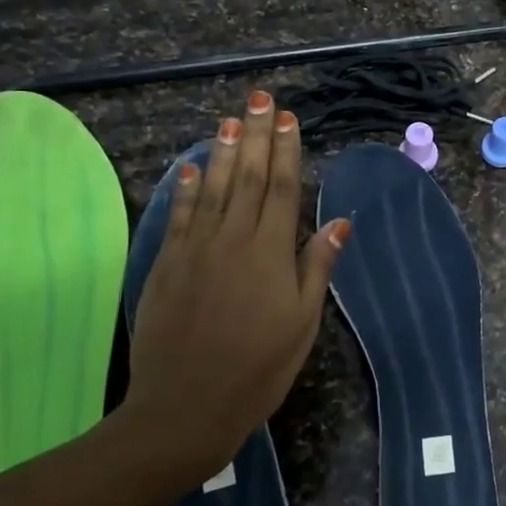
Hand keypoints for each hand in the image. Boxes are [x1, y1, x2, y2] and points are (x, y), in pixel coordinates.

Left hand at [123, 90, 348, 477]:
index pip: (281, 189)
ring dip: (223, 151)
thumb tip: (338, 222)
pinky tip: (191, 167)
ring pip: (211, 188)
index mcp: (270, 253)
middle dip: (257, 136)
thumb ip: (316, 267)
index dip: (286, 152)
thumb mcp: (302, 322)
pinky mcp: (167, 265)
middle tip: (261, 100)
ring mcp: (195, 249)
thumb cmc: (259, 368)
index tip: (288, 119)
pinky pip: (180, 215)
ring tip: (231, 120)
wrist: (186, 405)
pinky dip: (186, 188)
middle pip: (246, 177)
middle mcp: (232, 239)